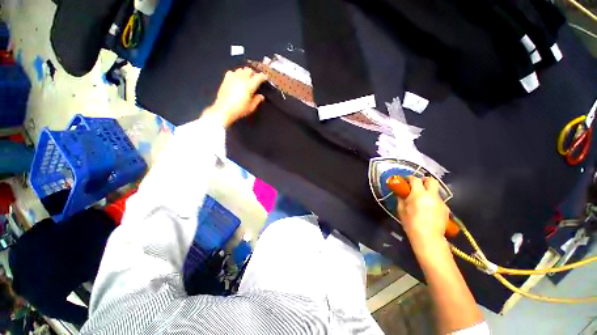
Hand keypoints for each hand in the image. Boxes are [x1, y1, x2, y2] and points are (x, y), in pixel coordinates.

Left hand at [206, 67, 267, 127]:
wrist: (224, 109)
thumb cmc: (239, 109)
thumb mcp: (251, 107)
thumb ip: (257, 100)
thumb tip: (261, 96)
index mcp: (250, 85)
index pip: (259, 77)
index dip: (263, 76)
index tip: (265, 78)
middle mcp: (242, 79)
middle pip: (249, 70)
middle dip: (253, 73)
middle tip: (255, 78)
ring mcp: (233, 78)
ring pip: (241, 69)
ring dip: (245, 73)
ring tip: (246, 78)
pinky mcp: (226, 79)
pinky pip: (232, 72)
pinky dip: (235, 74)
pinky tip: (236, 79)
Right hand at [397, 176, 449, 244]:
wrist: (428, 238)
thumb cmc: (411, 223)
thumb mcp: (401, 209)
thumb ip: (401, 198)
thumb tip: (400, 193)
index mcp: (419, 194)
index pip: (415, 179)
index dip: (409, 178)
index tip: (405, 180)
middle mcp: (432, 195)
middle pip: (431, 180)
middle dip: (424, 180)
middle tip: (417, 185)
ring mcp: (441, 202)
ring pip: (435, 191)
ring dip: (428, 191)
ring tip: (422, 200)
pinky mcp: (446, 209)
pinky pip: (438, 200)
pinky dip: (433, 201)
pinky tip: (429, 209)